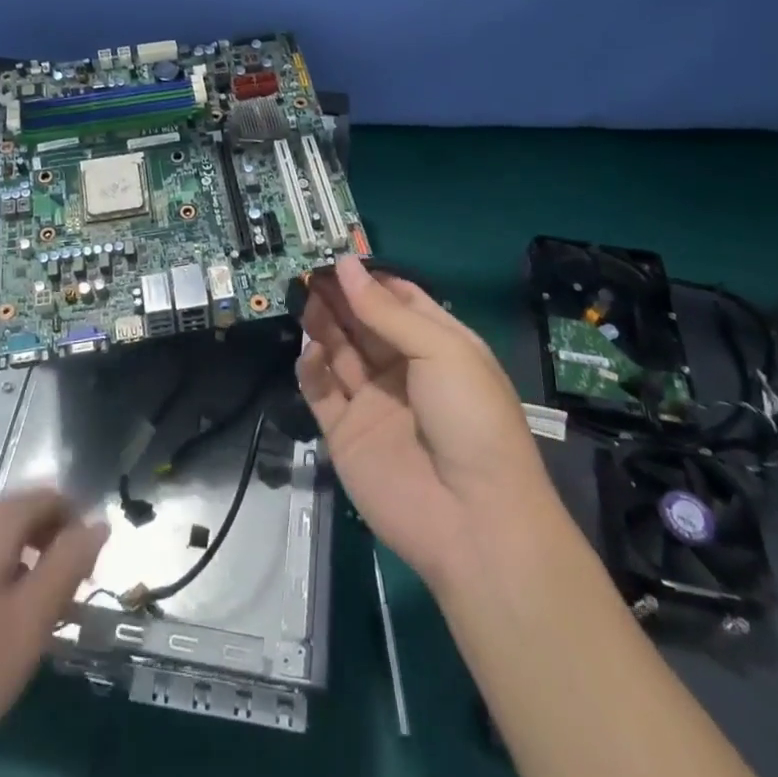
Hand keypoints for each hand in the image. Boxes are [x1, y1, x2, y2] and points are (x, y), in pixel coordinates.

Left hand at [0, 491, 107, 776]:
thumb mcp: (28, 624)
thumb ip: (69, 564)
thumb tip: (99, 521)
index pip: (50, 497)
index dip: (77, 529)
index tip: (87, 577)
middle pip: (17, 518)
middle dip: (46, 552)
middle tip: (58, 610)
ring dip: (14, 571)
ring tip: (18, 629)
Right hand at [297, 256, 559, 591]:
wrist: (474, 521)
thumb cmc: (471, 418)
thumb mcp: (441, 350)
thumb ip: (385, 310)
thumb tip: (344, 264)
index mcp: (438, 346)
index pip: (399, 300)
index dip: (369, 278)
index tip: (336, 255)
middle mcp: (403, 370)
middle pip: (363, 323)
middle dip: (339, 296)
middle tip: (308, 271)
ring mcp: (373, 402)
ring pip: (339, 352)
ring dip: (322, 324)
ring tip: (303, 298)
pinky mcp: (345, 434)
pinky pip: (322, 392)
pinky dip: (311, 369)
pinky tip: (309, 352)